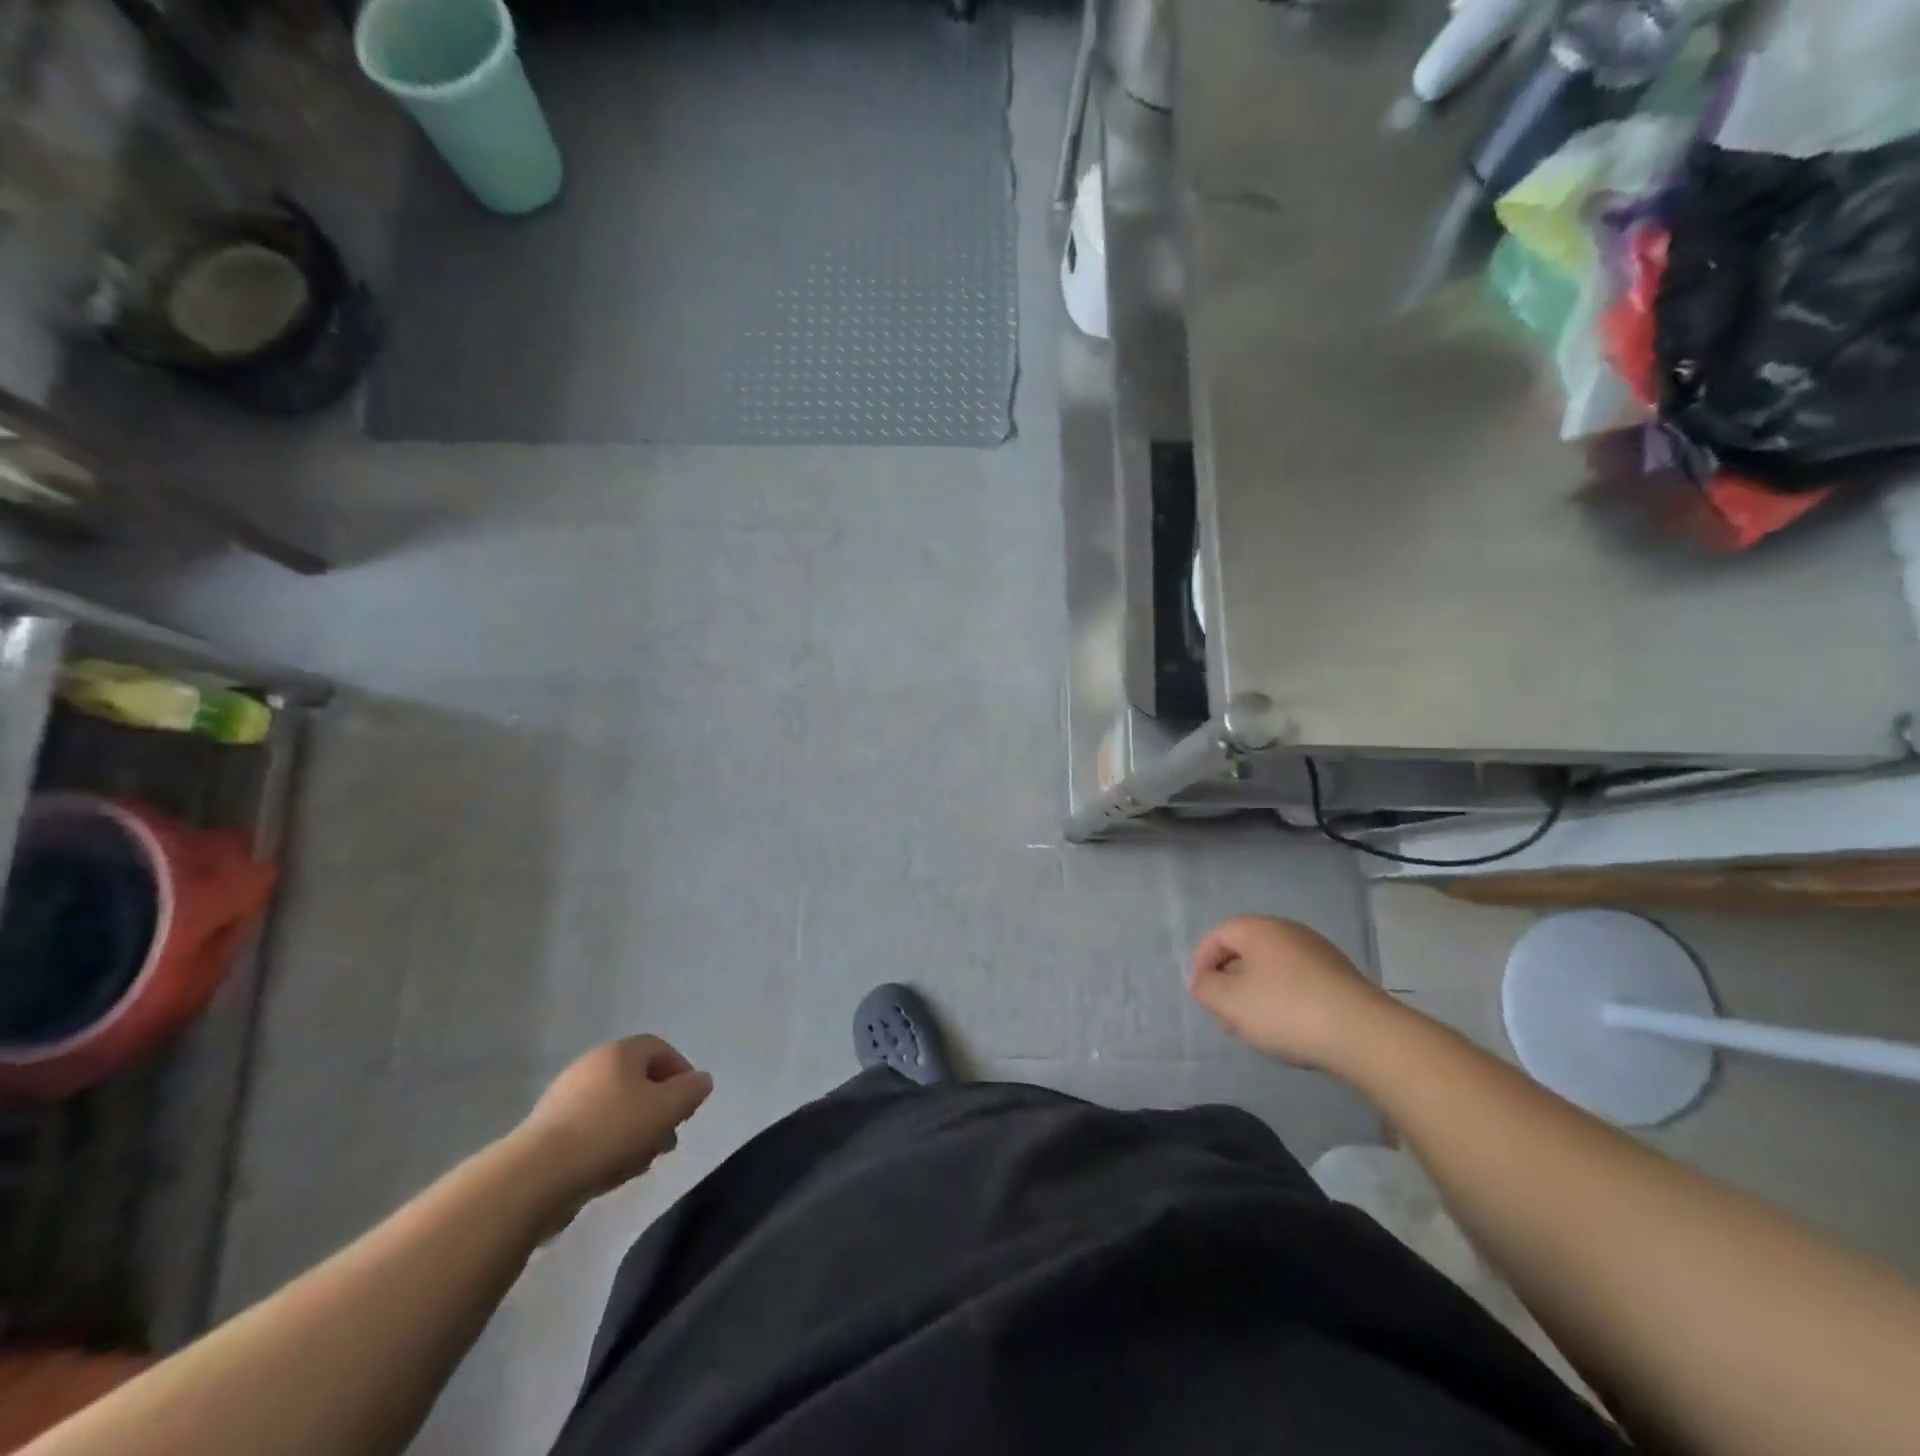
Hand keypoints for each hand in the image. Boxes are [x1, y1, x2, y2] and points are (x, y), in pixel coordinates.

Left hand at [513, 1035, 713, 1217]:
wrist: (536, 1177)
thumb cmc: (611, 1131)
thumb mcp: (667, 1108)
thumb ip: (691, 1091)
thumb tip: (701, 1081)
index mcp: (619, 1052)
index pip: (660, 1048)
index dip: (681, 1071)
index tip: (690, 1103)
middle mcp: (590, 1066)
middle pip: (637, 1079)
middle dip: (659, 1107)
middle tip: (670, 1136)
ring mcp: (564, 1098)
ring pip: (615, 1107)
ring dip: (636, 1129)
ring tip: (644, 1160)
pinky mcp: (547, 1132)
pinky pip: (591, 1130)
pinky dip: (609, 1144)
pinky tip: (613, 1170)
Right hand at [1187, 916, 1400, 1072]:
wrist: (1365, 1035)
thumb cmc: (1287, 1010)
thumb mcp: (1230, 1002)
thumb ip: (1205, 987)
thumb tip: (1203, 981)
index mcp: (1260, 929)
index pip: (1219, 934)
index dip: (1202, 962)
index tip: (1201, 993)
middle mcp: (1290, 932)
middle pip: (1246, 951)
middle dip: (1229, 981)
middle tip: (1225, 1014)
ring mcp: (1319, 954)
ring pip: (1273, 969)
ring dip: (1255, 994)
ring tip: (1253, 1028)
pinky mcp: (1340, 978)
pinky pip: (1298, 982)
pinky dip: (1283, 1000)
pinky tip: (1287, 1030)